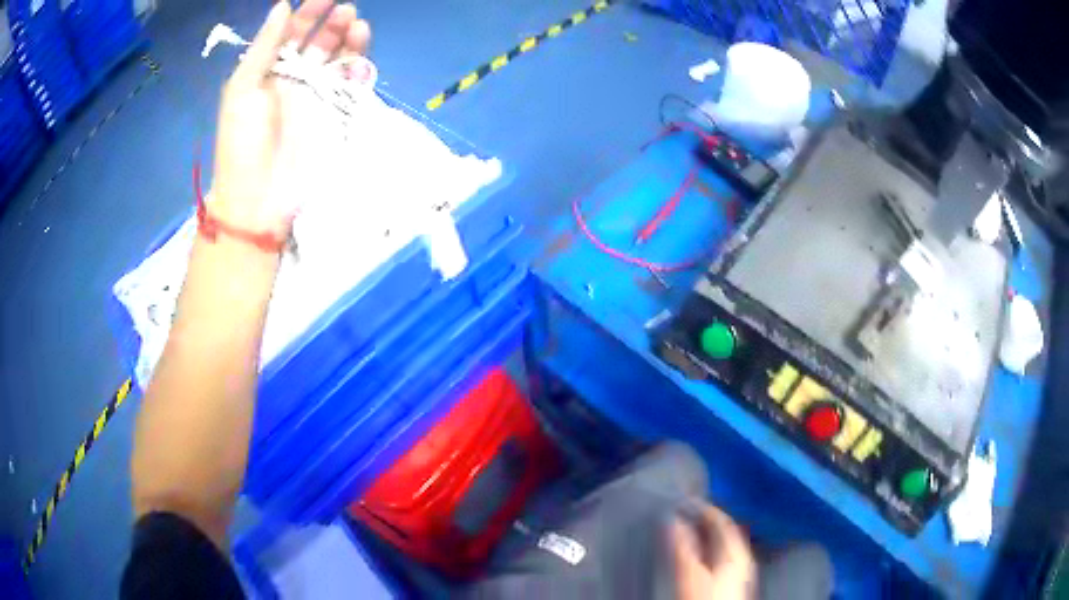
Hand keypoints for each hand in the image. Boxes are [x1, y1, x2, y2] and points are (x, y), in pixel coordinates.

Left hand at [210, 0, 370, 238]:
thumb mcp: (242, 90)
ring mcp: (318, 97)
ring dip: (351, 41)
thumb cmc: (242, 142)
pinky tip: (360, 63)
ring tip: (358, 27)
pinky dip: (360, 71)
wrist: (258, 198)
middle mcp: (296, 78)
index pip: (293, 33)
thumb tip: (283, 6)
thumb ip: (263, 47)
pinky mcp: (336, 116)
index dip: (309, 13)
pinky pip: (353, 86)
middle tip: (346, 11)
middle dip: (334, 23)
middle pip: (321, 41)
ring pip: (341, 60)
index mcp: (270, 71)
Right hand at [670, 502, 756, 599]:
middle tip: (686, 511)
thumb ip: (683, 545)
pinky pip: (724, 556)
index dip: (704, 508)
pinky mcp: (734, 582)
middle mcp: (742, 557)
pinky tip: (700, 554)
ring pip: (726, 544)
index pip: (723, 520)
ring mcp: (740, 571)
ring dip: (709, 534)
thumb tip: (673, 517)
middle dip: (707, 519)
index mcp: (736, 550)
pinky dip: (711, 548)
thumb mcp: (690, 573)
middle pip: (727, 531)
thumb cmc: (703, 598)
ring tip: (690, 530)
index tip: (685, 500)